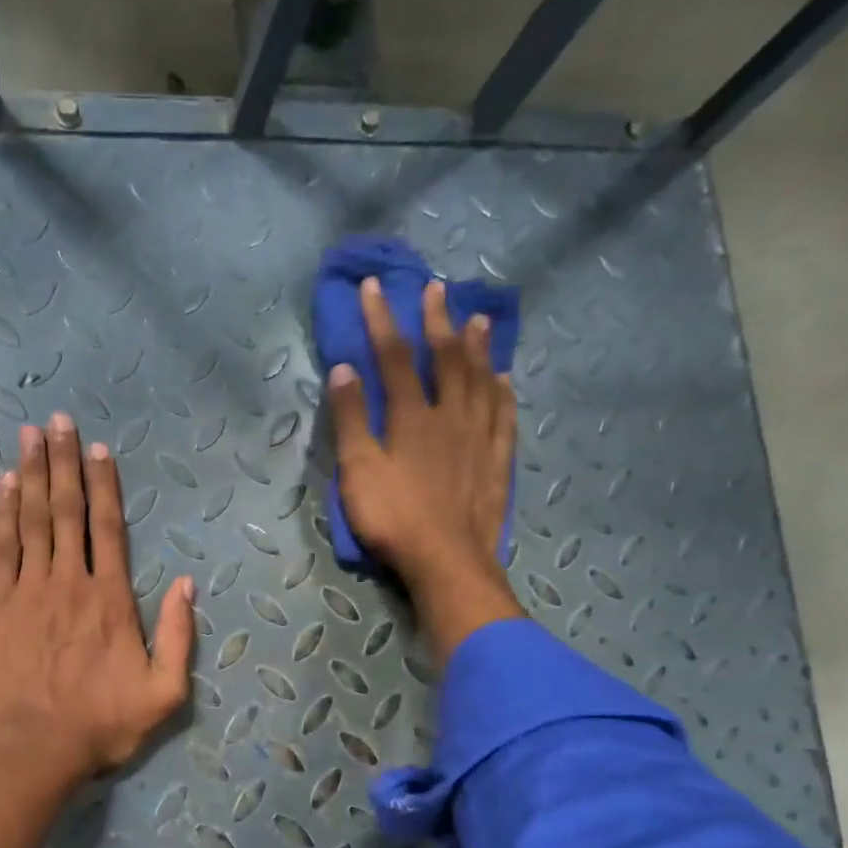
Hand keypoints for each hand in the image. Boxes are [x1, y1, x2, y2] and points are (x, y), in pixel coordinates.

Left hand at [0, 413, 194, 784]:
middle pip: (67, 510)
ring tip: (30, 436)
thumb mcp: (164, 693)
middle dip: (63, 462)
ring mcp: (28, 590)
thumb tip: (186, 584)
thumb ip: (178, 637)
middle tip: (57, 421)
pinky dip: (4, 513)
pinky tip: (6, 484)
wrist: (35, 749)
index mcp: (110, 599)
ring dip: (33, 475)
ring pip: (33, 520)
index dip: (104, 485)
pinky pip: (1, 548)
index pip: (108, 528)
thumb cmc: (102, 724)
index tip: (98, 449)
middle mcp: (69, 581)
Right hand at [327, 276, 524, 657]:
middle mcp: (450, 416)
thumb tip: (343, 369)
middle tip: (435, 289)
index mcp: (411, 417)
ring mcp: (479, 438)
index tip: (373, 287)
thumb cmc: (393, 519)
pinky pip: (503, 416)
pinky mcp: (496, 461)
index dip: (382, 321)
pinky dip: (502, 392)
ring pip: (480, 380)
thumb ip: (350, 421)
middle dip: (436, 321)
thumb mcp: (358, 472)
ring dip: (477, 347)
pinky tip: (504, 379)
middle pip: (446, 359)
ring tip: (478, 318)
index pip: (394, 358)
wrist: (446, 560)